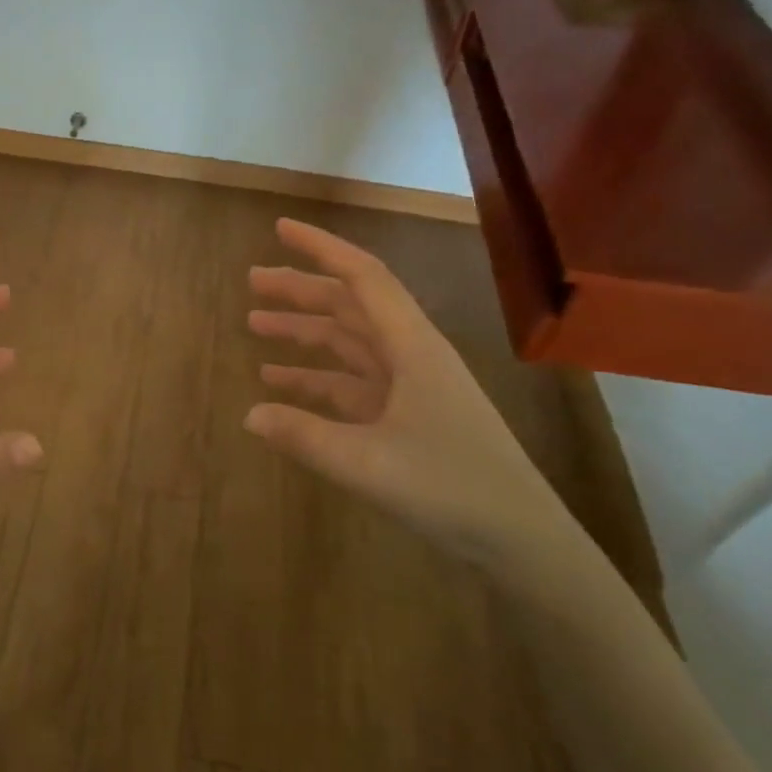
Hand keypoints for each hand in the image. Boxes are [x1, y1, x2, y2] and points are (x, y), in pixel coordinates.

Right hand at [245, 218, 570, 567]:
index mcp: (412, 346)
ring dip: (305, 331)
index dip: (320, 248)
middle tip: (252, 281)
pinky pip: (351, 383)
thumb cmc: (453, 489)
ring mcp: (410, 385)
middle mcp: (411, 354)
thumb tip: (248, 414)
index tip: (279, 229)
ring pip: (348, 342)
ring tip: (255, 324)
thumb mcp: (368, 464)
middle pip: (350, 305)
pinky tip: (280, 384)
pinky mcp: (406, 416)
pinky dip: (316, 378)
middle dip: (301, 289)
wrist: (523, 541)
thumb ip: (304, 436)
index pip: (362, 277)